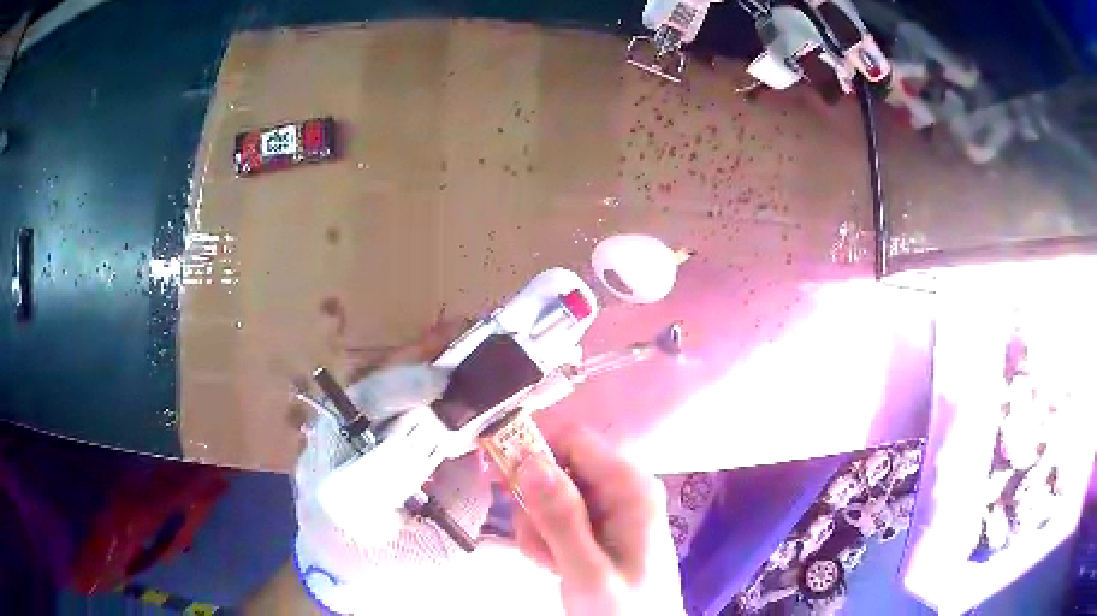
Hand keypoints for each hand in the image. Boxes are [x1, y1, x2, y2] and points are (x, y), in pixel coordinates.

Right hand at [511, 429, 684, 615]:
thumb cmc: (623, 609)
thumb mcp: (587, 571)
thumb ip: (560, 519)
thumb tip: (528, 461)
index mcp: (630, 487)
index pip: (572, 440)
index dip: (530, 450)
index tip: (495, 477)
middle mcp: (623, 487)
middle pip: (558, 467)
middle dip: (535, 504)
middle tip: (534, 541)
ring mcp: (613, 505)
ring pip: (553, 493)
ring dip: (539, 526)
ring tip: (551, 561)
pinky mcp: (602, 523)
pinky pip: (560, 514)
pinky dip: (548, 536)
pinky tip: (556, 563)